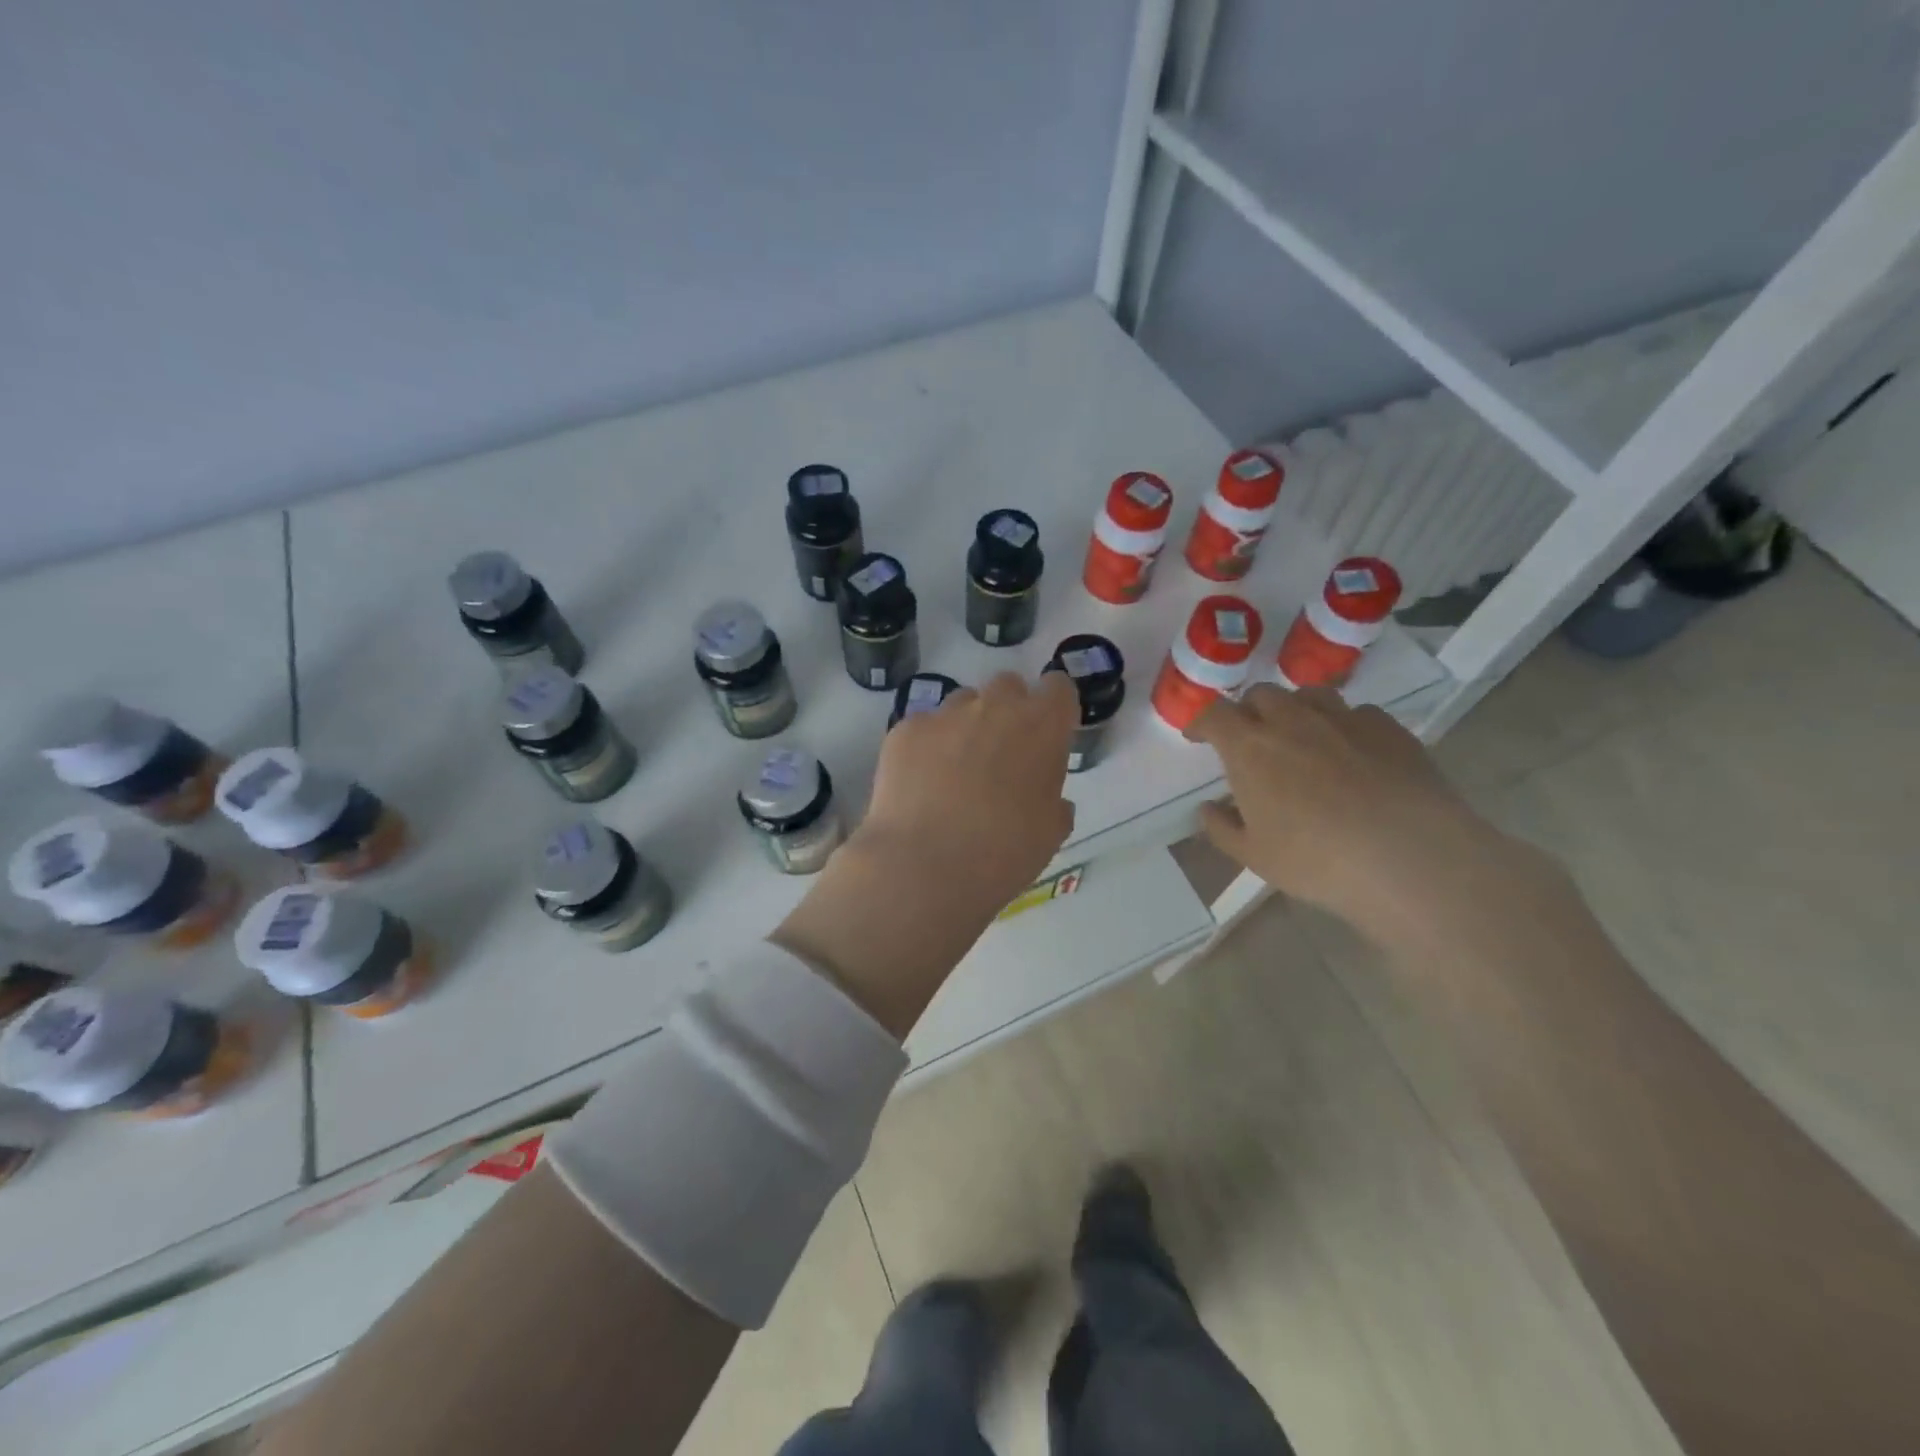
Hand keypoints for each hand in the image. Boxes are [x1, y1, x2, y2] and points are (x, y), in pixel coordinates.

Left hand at [858, 670, 1078, 914]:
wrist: (926, 864)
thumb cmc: (1004, 852)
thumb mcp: (1050, 833)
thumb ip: (1054, 802)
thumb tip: (1049, 799)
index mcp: (1043, 726)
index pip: (1058, 688)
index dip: (1054, 708)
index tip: (1049, 733)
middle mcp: (996, 706)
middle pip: (1008, 687)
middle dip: (1008, 711)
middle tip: (1001, 755)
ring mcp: (946, 714)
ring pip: (963, 703)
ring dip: (966, 726)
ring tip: (955, 772)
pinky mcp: (906, 729)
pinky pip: (924, 727)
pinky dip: (926, 747)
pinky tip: (920, 784)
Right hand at [1188, 684, 1528, 942]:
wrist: (1409, 858)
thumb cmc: (1316, 860)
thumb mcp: (1254, 856)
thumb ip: (1222, 828)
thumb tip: (1209, 808)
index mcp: (1250, 747)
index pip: (1214, 714)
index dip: (1202, 722)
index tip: (1199, 737)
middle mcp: (1292, 720)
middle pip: (1261, 694)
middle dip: (1249, 711)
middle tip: (1252, 739)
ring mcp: (1344, 719)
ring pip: (1309, 694)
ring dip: (1296, 708)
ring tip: (1302, 736)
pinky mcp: (1388, 728)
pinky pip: (1357, 712)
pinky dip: (1344, 725)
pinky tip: (1353, 752)